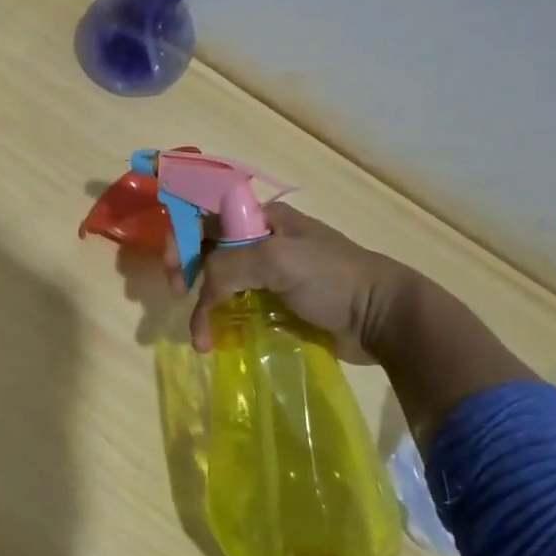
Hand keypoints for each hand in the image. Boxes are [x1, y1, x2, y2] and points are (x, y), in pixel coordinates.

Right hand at [184, 202, 420, 360]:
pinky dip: (220, 320)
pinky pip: (237, 306)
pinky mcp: (276, 304)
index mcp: (261, 219)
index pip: (206, 217)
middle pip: (207, 249)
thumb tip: (202, 291)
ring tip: (200, 335)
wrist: (382, 318)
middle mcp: (260, 241)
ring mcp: (269, 274)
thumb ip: (228, 265)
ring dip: (202, 304)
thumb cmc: (332, 278)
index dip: (181, 237)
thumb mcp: (276, 260)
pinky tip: (215, 339)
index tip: (173, 269)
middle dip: (186, 269)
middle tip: (178, 294)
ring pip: (220, 281)